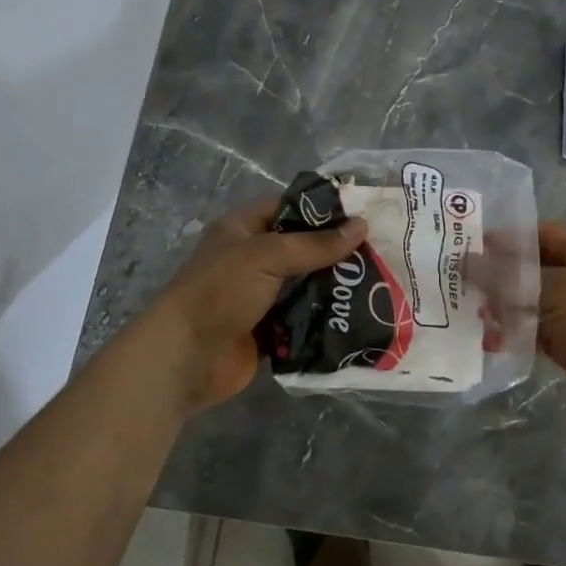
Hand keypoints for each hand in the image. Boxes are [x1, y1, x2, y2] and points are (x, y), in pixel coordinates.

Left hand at [140, 195, 368, 410]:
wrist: (185, 358)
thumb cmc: (220, 292)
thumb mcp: (268, 256)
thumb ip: (316, 244)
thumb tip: (361, 226)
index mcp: (244, 229)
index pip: (290, 207)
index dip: (324, 210)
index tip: (364, 216)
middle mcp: (253, 258)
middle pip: (302, 247)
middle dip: (337, 251)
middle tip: (380, 252)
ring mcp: (260, 295)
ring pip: (306, 284)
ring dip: (335, 286)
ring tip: (379, 283)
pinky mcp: (268, 329)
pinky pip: (303, 318)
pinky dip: (325, 317)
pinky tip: (358, 315)